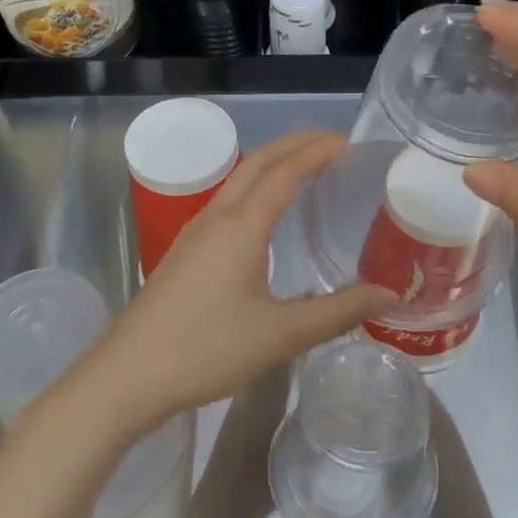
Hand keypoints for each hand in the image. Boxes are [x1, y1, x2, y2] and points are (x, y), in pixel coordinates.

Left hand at [67, 132, 395, 444]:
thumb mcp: (281, 334)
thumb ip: (338, 312)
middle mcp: (216, 219)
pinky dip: (254, 191)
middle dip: (293, 145)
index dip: (315, 152)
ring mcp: (194, 234)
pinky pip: (225, 204)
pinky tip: (263, 218)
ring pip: (236, 182)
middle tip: (330, 142)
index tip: (346, 141)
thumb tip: (388, 296)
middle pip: (256, 164)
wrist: (129, 375)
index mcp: (241, 227)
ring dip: (270, 166)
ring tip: (302, 169)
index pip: (284, 172)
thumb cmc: (208, 349)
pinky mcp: (183, 254)